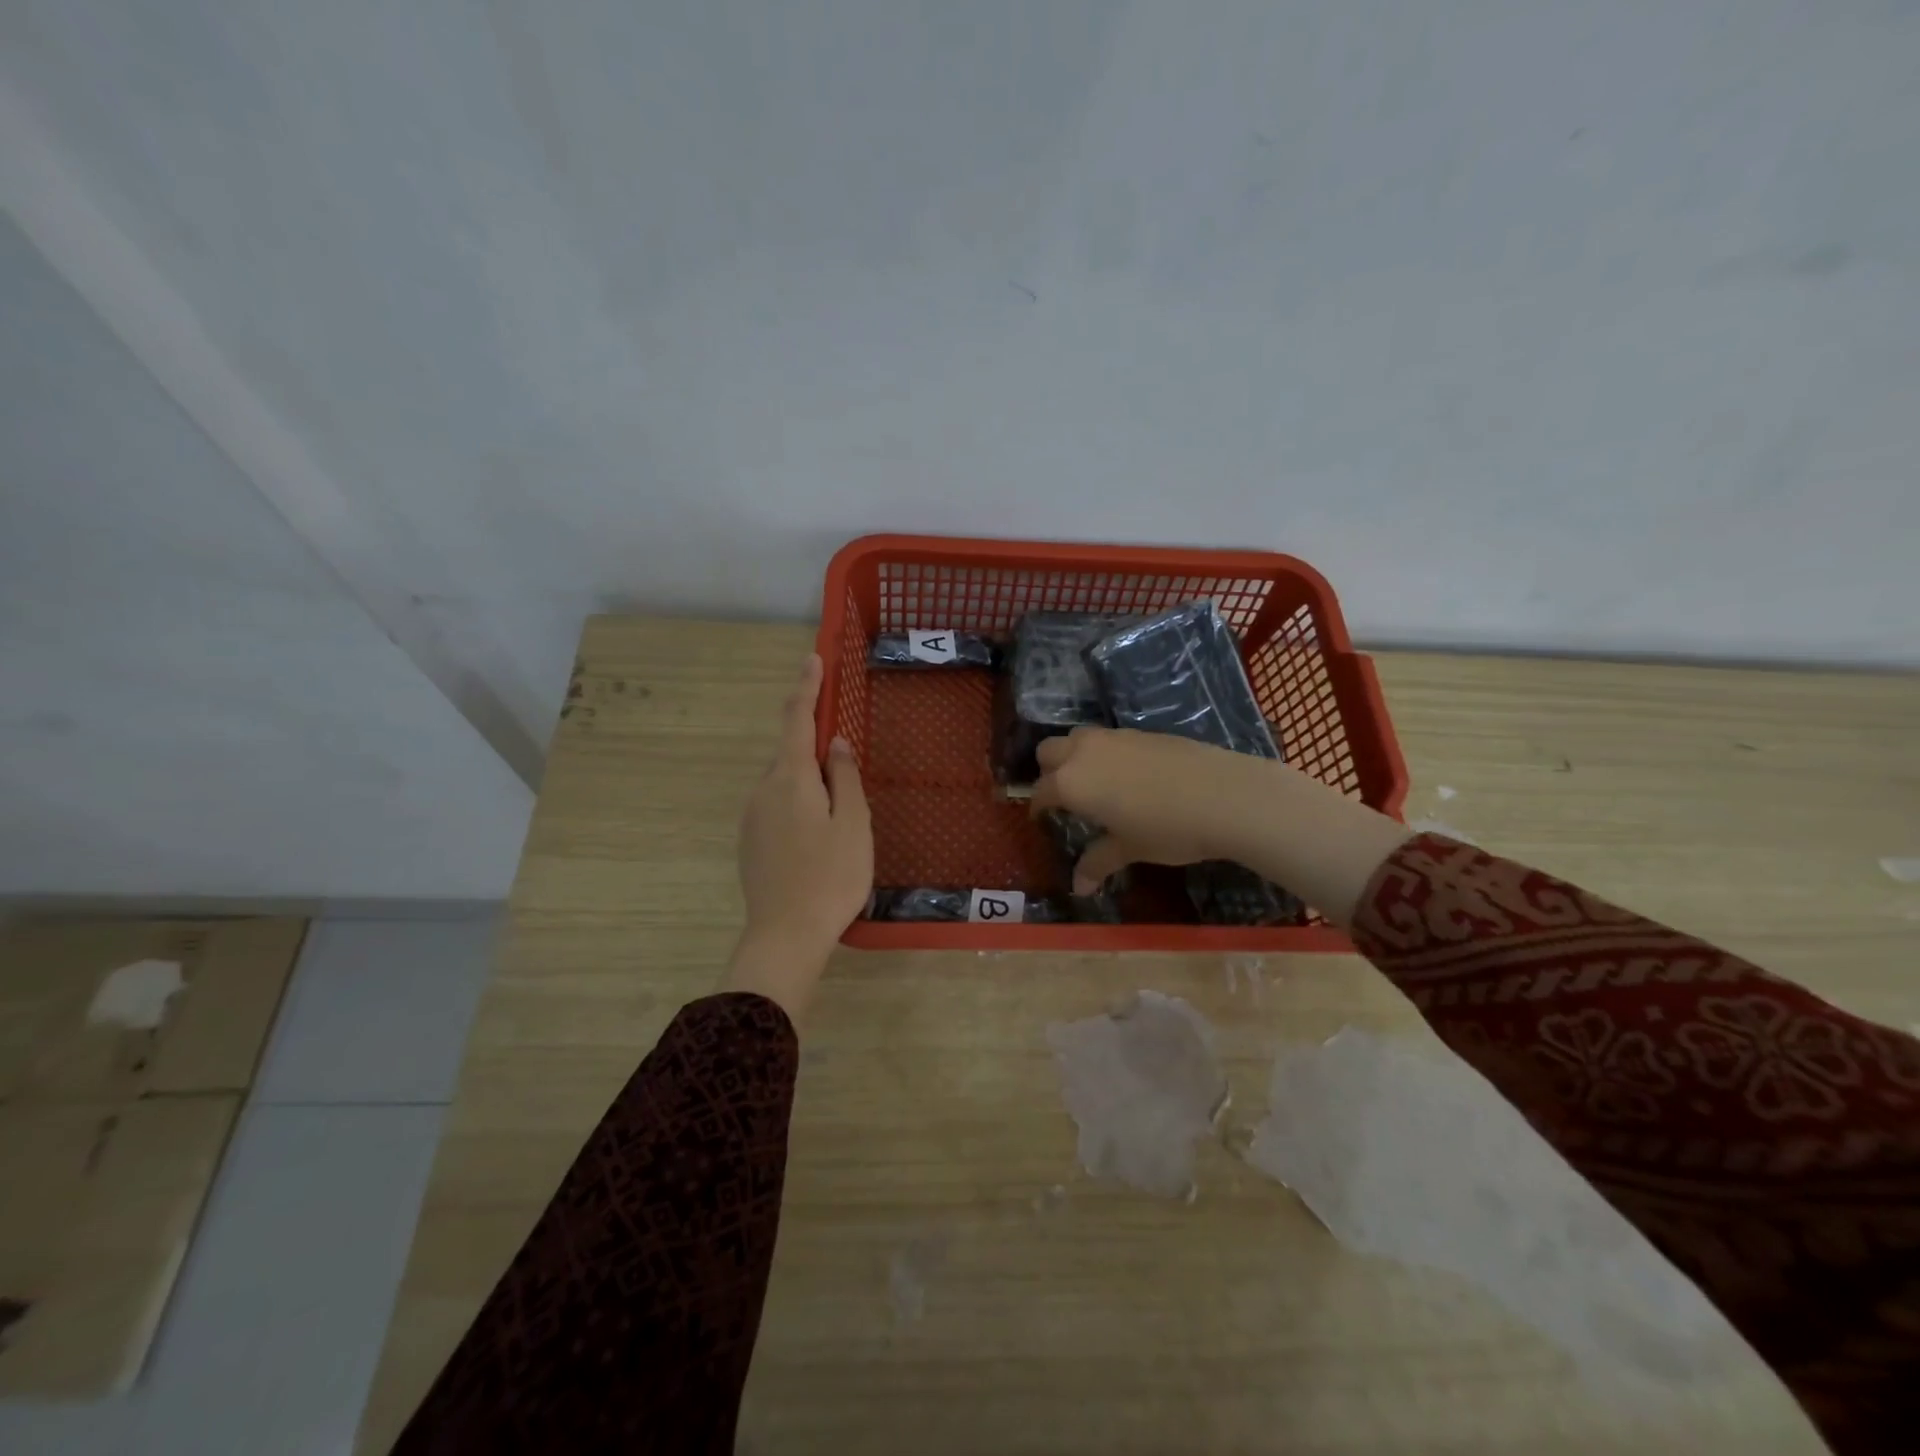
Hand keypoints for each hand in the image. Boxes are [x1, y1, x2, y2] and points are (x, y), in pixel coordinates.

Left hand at [725, 654, 871, 1020]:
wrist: (785, 935)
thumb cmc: (830, 876)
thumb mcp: (853, 823)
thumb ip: (845, 777)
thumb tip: (835, 744)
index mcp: (790, 778)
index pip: (797, 719)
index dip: (806, 687)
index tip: (812, 659)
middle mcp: (763, 790)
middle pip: (791, 754)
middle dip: (817, 750)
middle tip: (848, 773)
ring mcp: (752, 818)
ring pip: (785, 784)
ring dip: (810, 784)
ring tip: (839, 820)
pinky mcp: (750, 843)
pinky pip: (777, 808)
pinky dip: (799, 807)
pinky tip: (818, 840)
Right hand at [1030, 727, 1263, 891]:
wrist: (1223, 796)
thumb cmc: (1166, 829)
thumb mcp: (1129, 849)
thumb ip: (1098, 863)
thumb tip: (1079, 888)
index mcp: (1071, 783)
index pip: (1040, 791)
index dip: (1039, 807)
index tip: (1043, 820)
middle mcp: (1084, 752)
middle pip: (1049, 751)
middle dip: (1049, 771)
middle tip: (1065, 797)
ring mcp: (1114, 737)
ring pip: (1078, 737)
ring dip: (1075, 756)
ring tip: (1094, 783)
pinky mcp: (1142, 731)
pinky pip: (1109, 738)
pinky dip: (1105, 753)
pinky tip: (1129, 776)